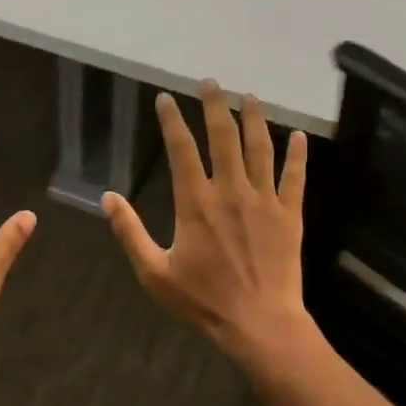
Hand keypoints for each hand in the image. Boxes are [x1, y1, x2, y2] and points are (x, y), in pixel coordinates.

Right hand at [102, 81, 314, 370]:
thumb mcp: (154, 272)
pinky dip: (297, 155)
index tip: (165, 99)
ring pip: (260, 149)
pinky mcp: (290, 215)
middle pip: (223, 137)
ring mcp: (264, 201)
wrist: (259, 323)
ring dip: (255, 119)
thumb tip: (106, 198)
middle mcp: (231, 191)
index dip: (172, 121)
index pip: (181, 150)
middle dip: (215, 105)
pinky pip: (295, 177)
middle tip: (210, 82)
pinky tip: (299, 137)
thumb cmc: (203, 300)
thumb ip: (130, 232)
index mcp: (195, 203)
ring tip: (250, 96)